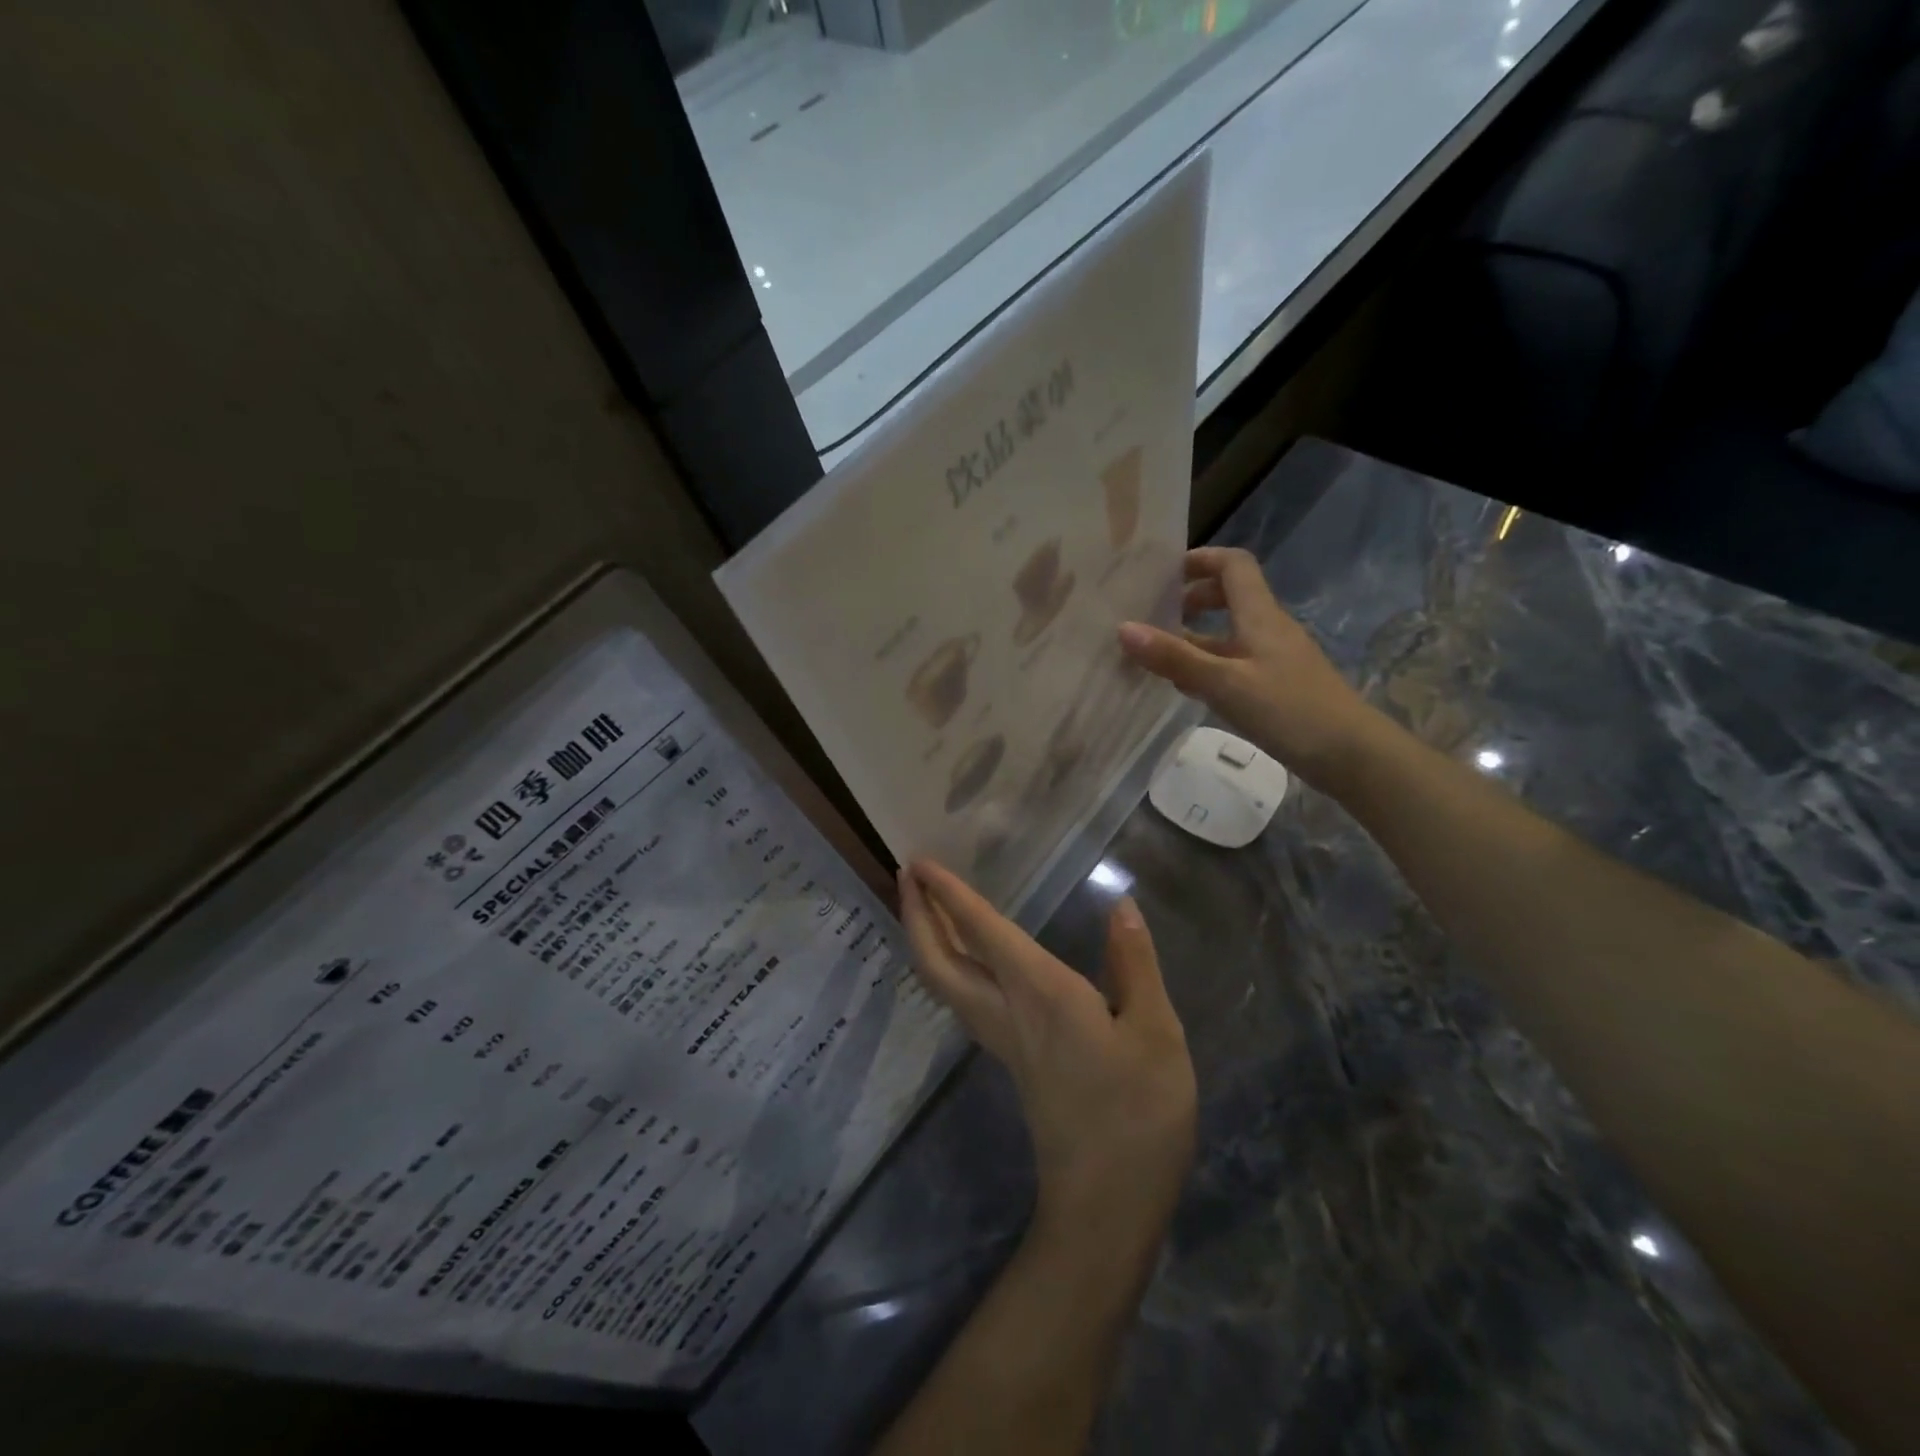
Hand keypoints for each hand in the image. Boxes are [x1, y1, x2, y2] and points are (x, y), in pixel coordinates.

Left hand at [898, 861, 1196, 1238]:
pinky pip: (961, 998)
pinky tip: (964, 957)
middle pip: (937, 961)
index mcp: (1039, 994)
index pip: (981, 932)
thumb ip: (1134, 964)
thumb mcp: (1157, 1033)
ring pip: (943, 981)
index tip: (919, 862)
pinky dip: (947, 964)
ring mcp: (1001, 1040)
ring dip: (925, 938)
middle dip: (916, 915)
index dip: (948, 895)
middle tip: (906, 875)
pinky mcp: (1010, 1060)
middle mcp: (1006, 1011)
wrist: (1107, 1206)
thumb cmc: (1139, 1114)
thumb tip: (1121, 906)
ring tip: (924, 905)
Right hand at [1118, 546, 1380, 790]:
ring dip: (1196, 637)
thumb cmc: (1289, 710)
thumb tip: (1123, 628)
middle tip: (1155, 617)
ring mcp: (1274, 658)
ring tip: (1158, 655)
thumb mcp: (1224, 683)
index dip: (1200, 560)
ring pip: (1229, 634)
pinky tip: (1188, 688)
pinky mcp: (1277, 686)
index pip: (1233, 565)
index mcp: (1259, 615)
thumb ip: (1174, 657)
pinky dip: (1208, 665)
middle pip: (1230, 596)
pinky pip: (1235, 663)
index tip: (1163, 575)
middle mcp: (1268, 629)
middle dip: (1192, 599)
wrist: (1351, 755)